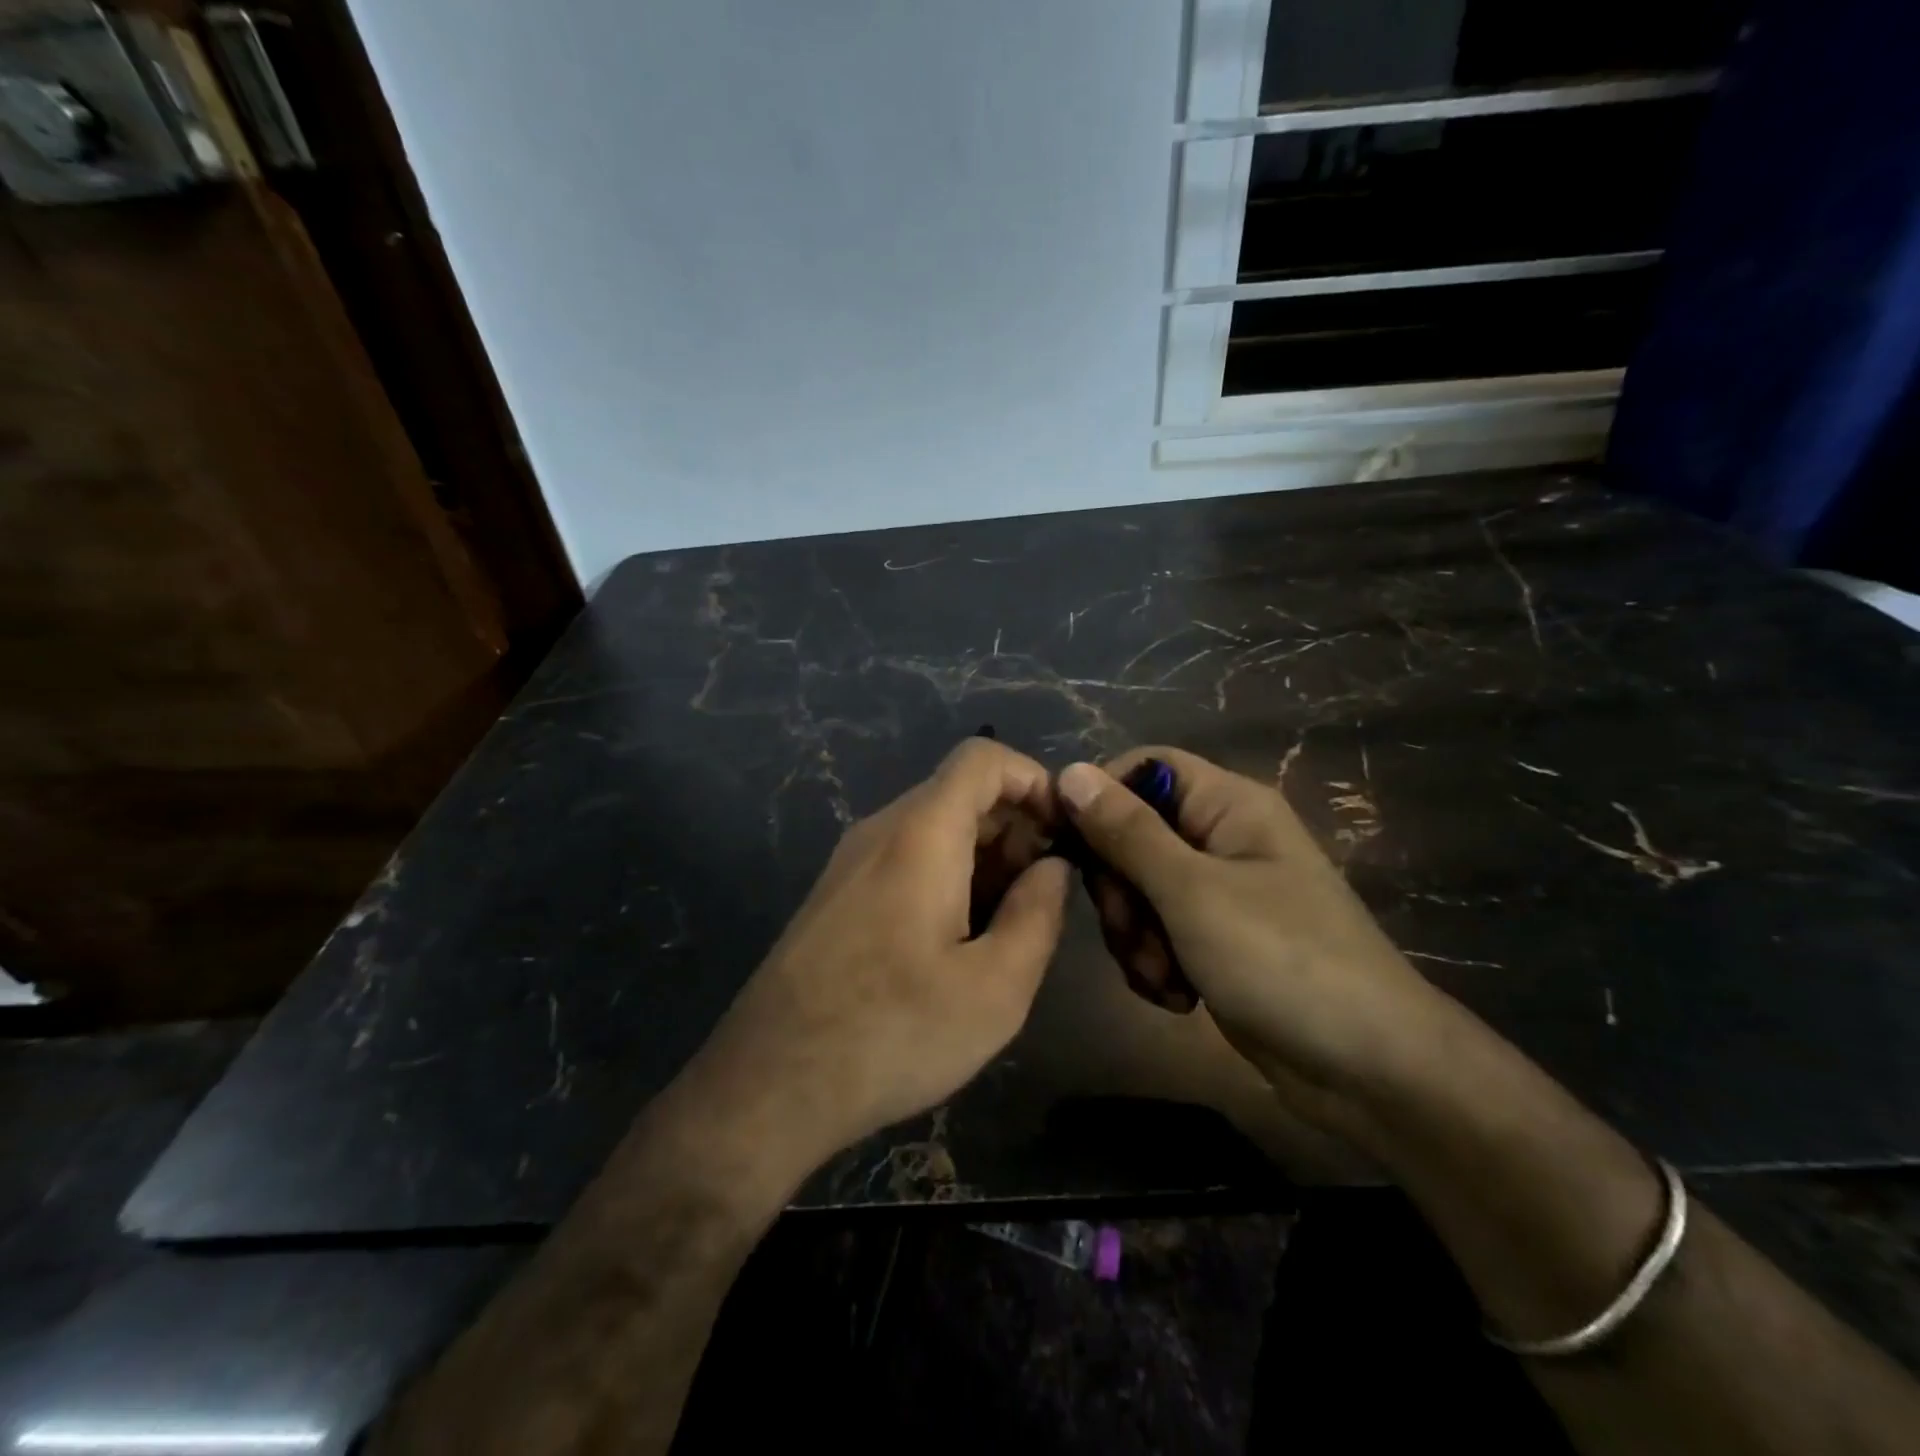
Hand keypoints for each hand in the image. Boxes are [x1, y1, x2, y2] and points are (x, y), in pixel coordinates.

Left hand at [696, 738, 1070, 1166]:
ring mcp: (851, 861)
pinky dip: (948, 876)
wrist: (770, 1082)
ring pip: (934, 827)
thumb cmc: (893, 1033)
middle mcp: (880, 830)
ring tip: (1007, 927)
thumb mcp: (995, 988)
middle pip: (960, 792)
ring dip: (983, 858)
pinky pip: (905, 858)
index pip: (982, 758)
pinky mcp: (837, 894)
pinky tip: (957, 942)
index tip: (1064, 834)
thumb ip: (1038, 913)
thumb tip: (1053, 866)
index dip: (1034, 780)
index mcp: (921, 834)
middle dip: (1015, 828)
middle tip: (1042, 895)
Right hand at [1056, 746, 1451, 1133]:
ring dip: (1135, 934)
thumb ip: (1126, 832)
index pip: (1143, 768)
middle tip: (1133, 931)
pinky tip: (1176, 996)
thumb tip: (1069, 771)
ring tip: (1162, 977)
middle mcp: (1222, 838)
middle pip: (1132, 834)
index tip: (1065, 845)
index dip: (1100, 797)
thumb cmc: (1283, 961)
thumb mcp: (1192, 892)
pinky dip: (1155, 962)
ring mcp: (1219, 892)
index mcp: (1228, 806)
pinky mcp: (1215, 940)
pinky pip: (1158, 931)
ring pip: (1138, 889)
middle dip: (1119, 889)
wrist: (1370, 1071)